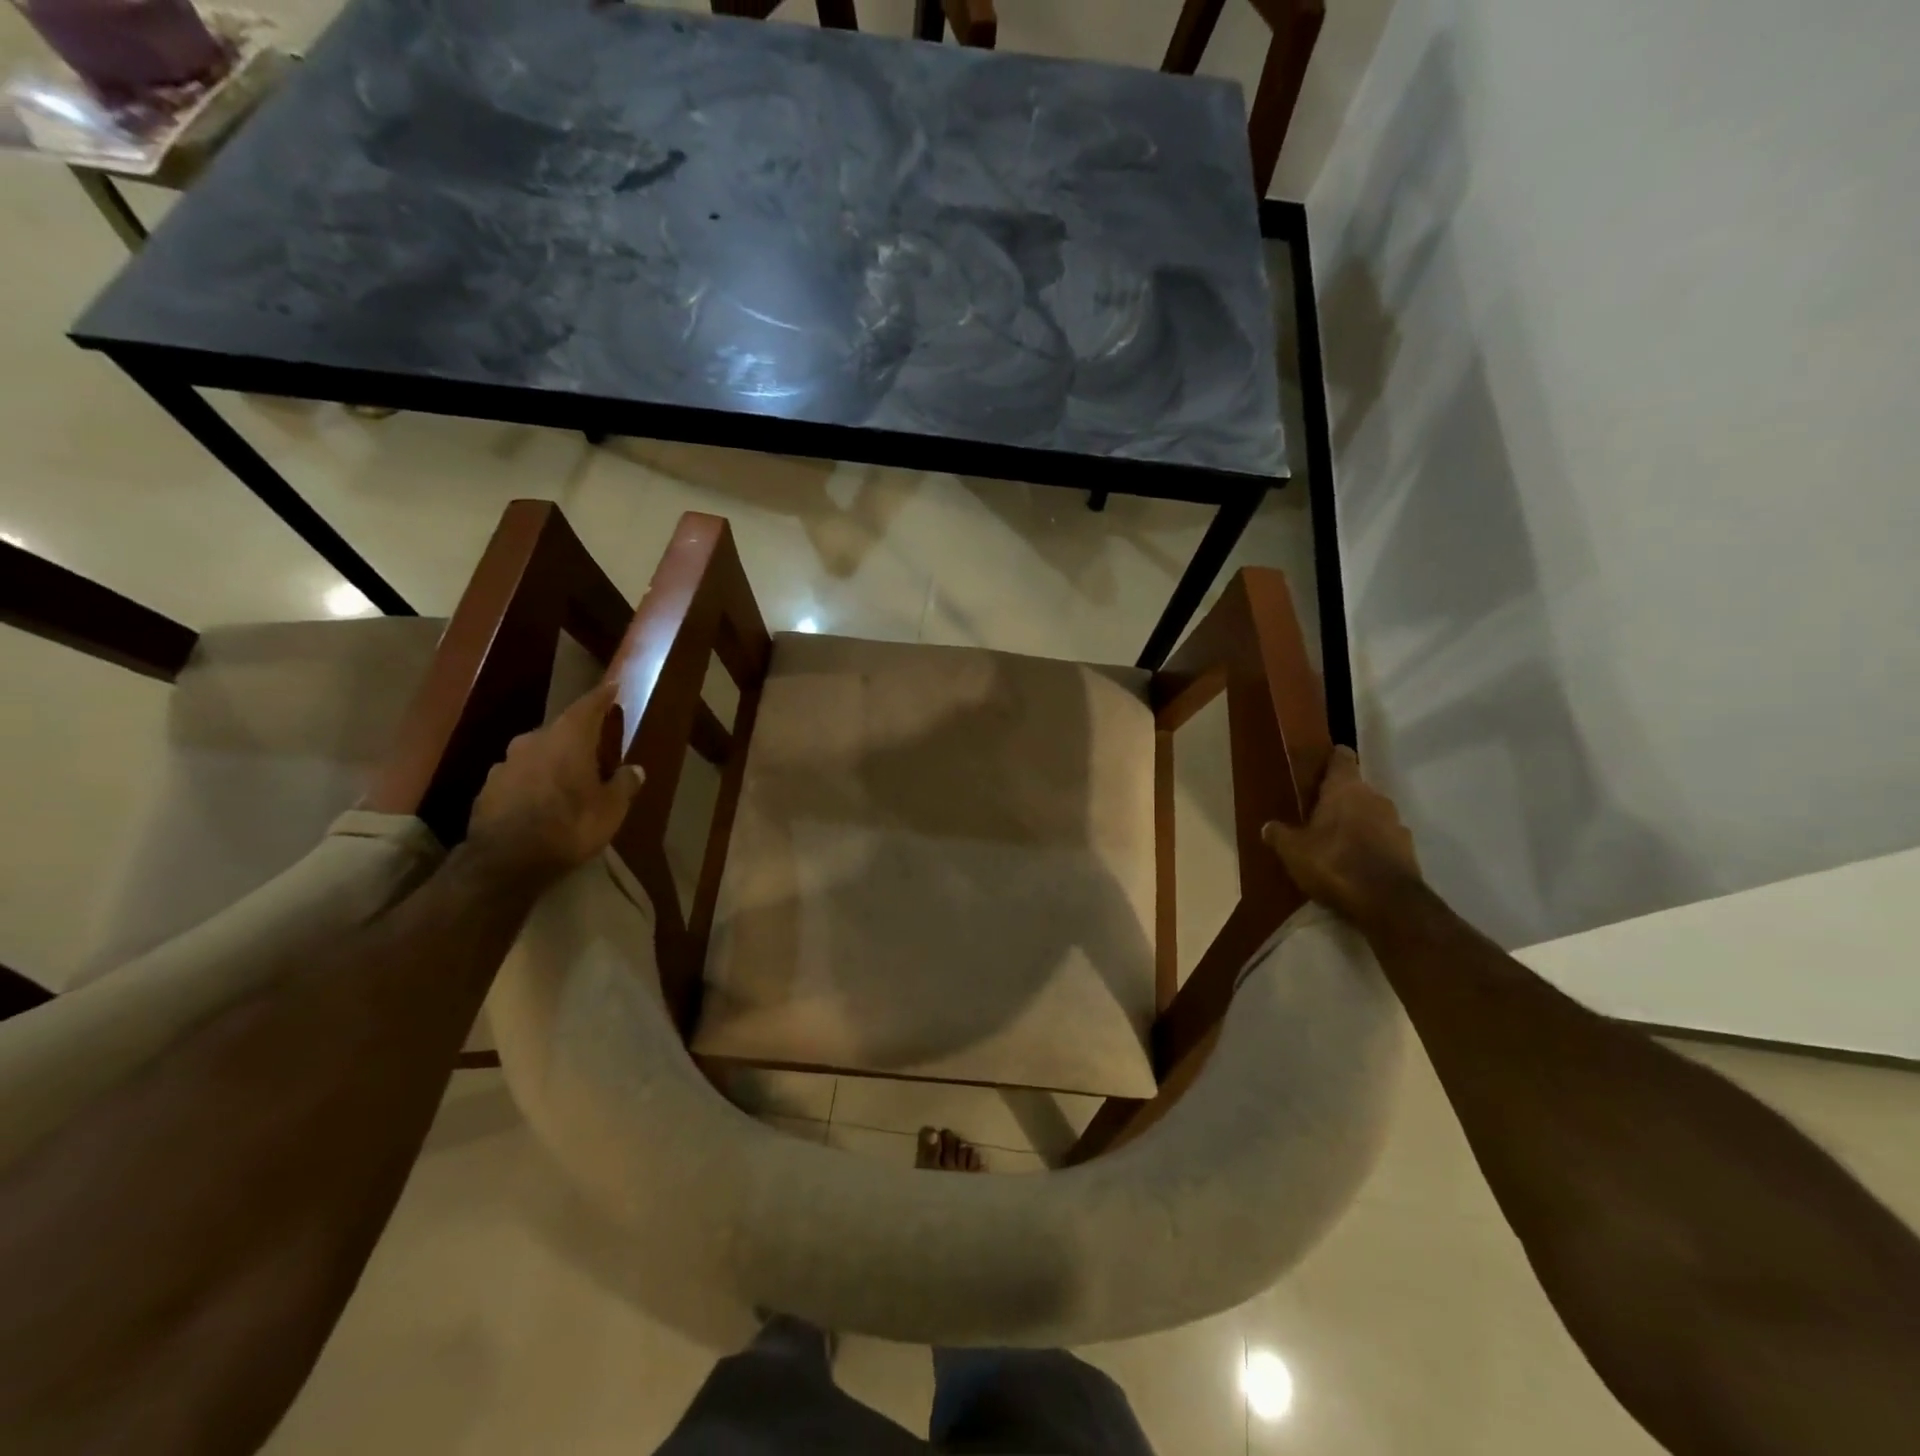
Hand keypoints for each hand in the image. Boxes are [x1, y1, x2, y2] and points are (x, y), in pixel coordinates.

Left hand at [467, 682, 642, 884]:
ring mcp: (505, 764)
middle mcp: (533, 741)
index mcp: (568, 738)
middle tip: (594, 747)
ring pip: (536, 754)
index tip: (612, 687)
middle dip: (577, 736)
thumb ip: (624, 784)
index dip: (602, 697)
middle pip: (560, 730)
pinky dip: (532, 782)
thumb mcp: (612, 809)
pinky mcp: (487, 789)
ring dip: (552, 761)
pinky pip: (518, 777)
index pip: (588, 706)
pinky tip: (540, 801)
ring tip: (567, 779)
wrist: (505, 861)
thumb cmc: (570, 826)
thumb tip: (635, 769)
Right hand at [1262, 747, 1421, 926]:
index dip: (1331, 759)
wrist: (1387, 902)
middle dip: (1339, 800)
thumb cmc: (1333, 863)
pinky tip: (1356, 866)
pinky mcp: (1408, 851)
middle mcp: (1375, 798)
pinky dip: (1371, 847)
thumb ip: (1280, 835)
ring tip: (1336, 845)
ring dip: (1357, 825)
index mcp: (1346, 789)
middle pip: (1356, 790)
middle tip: (1317, 816)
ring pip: (1372, 816)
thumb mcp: (1293, 850)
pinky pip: (1384, 841)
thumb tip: (1269, 827)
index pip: (1342, 758)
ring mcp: (1396, 824)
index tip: (1321, 765)